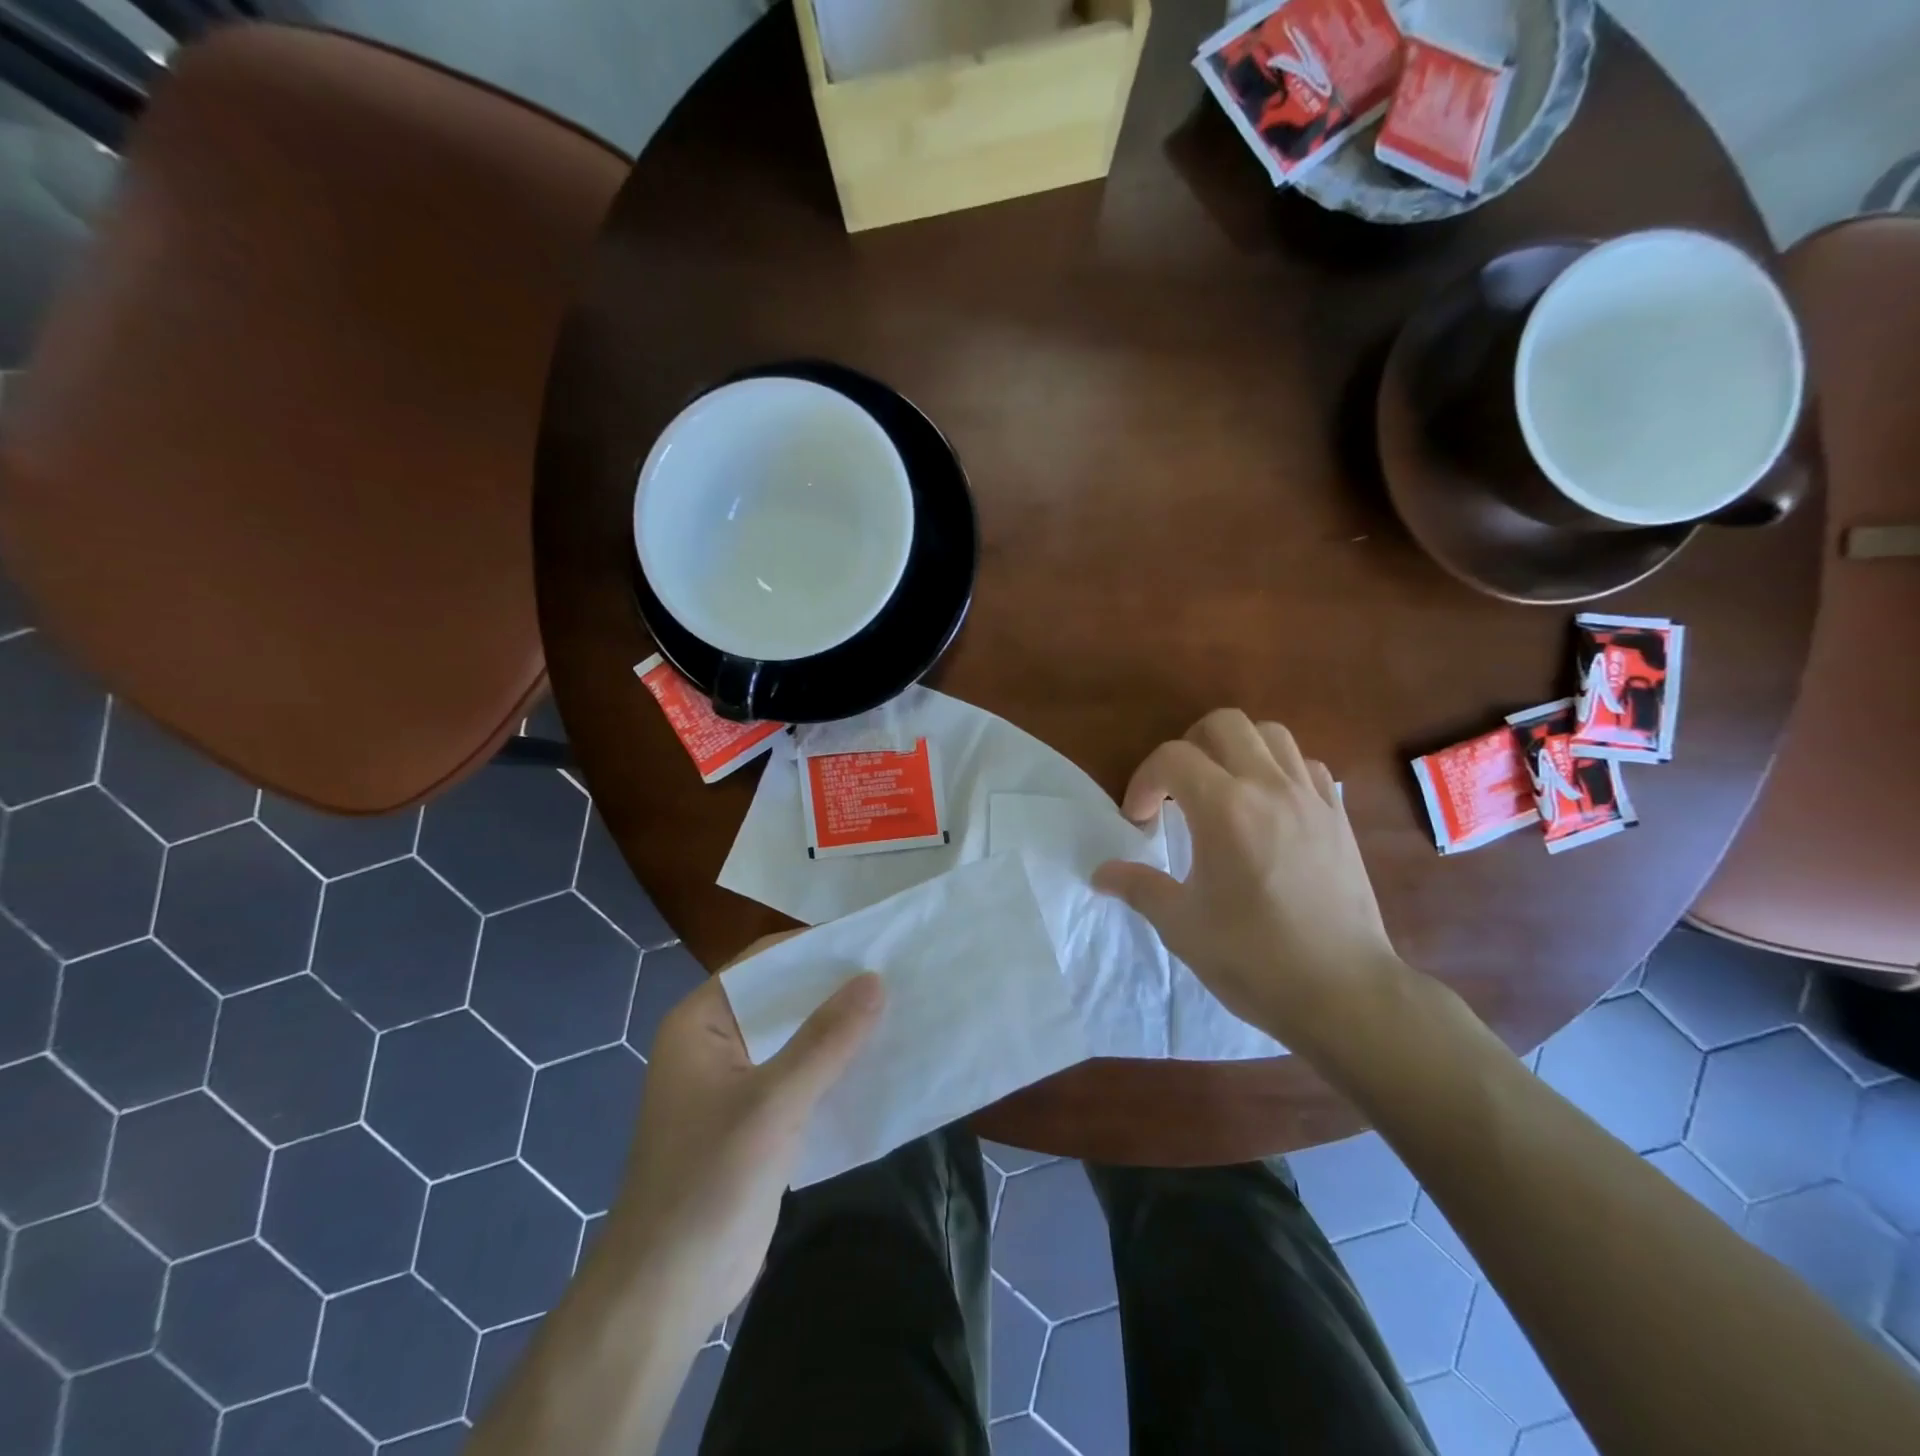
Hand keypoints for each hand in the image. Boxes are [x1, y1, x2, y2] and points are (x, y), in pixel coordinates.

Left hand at [605, 937, 882, 1336]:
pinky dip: (835, 1067)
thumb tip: (875, 979)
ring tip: (899, 1007)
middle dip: (835, 989)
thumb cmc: (708, 1182)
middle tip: (896, 972)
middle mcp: (716, 1042)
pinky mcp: (757, 1120)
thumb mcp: (772, 1103)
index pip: (764, 963)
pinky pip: (802, 1076)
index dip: (816, 947)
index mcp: (701, 1022)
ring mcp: (736, 1083)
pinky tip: (879, 1061)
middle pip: (783, 999)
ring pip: (796, 1039)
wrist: (666, 1294)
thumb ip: (825, 1040)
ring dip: (840, 1028)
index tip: (872, 940)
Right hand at [1092, 709, 1407, 1057]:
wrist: (1343, 993)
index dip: (1144, 781)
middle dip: (1188, 747)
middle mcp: (1269, 787)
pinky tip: (1268, 808)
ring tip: (1223, 790)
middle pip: (1223, 724)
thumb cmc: (1253, 958)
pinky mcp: (1339, 817)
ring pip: (1271, 734)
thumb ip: (1138, 886)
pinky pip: (1307, 766)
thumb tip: (1101, 874)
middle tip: (1177, 791)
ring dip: (1236, 750)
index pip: (1172, 758)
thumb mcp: (1181, 925)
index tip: (1140, 821)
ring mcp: (1311, 798)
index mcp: (1225, 809)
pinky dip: (1280, 771)